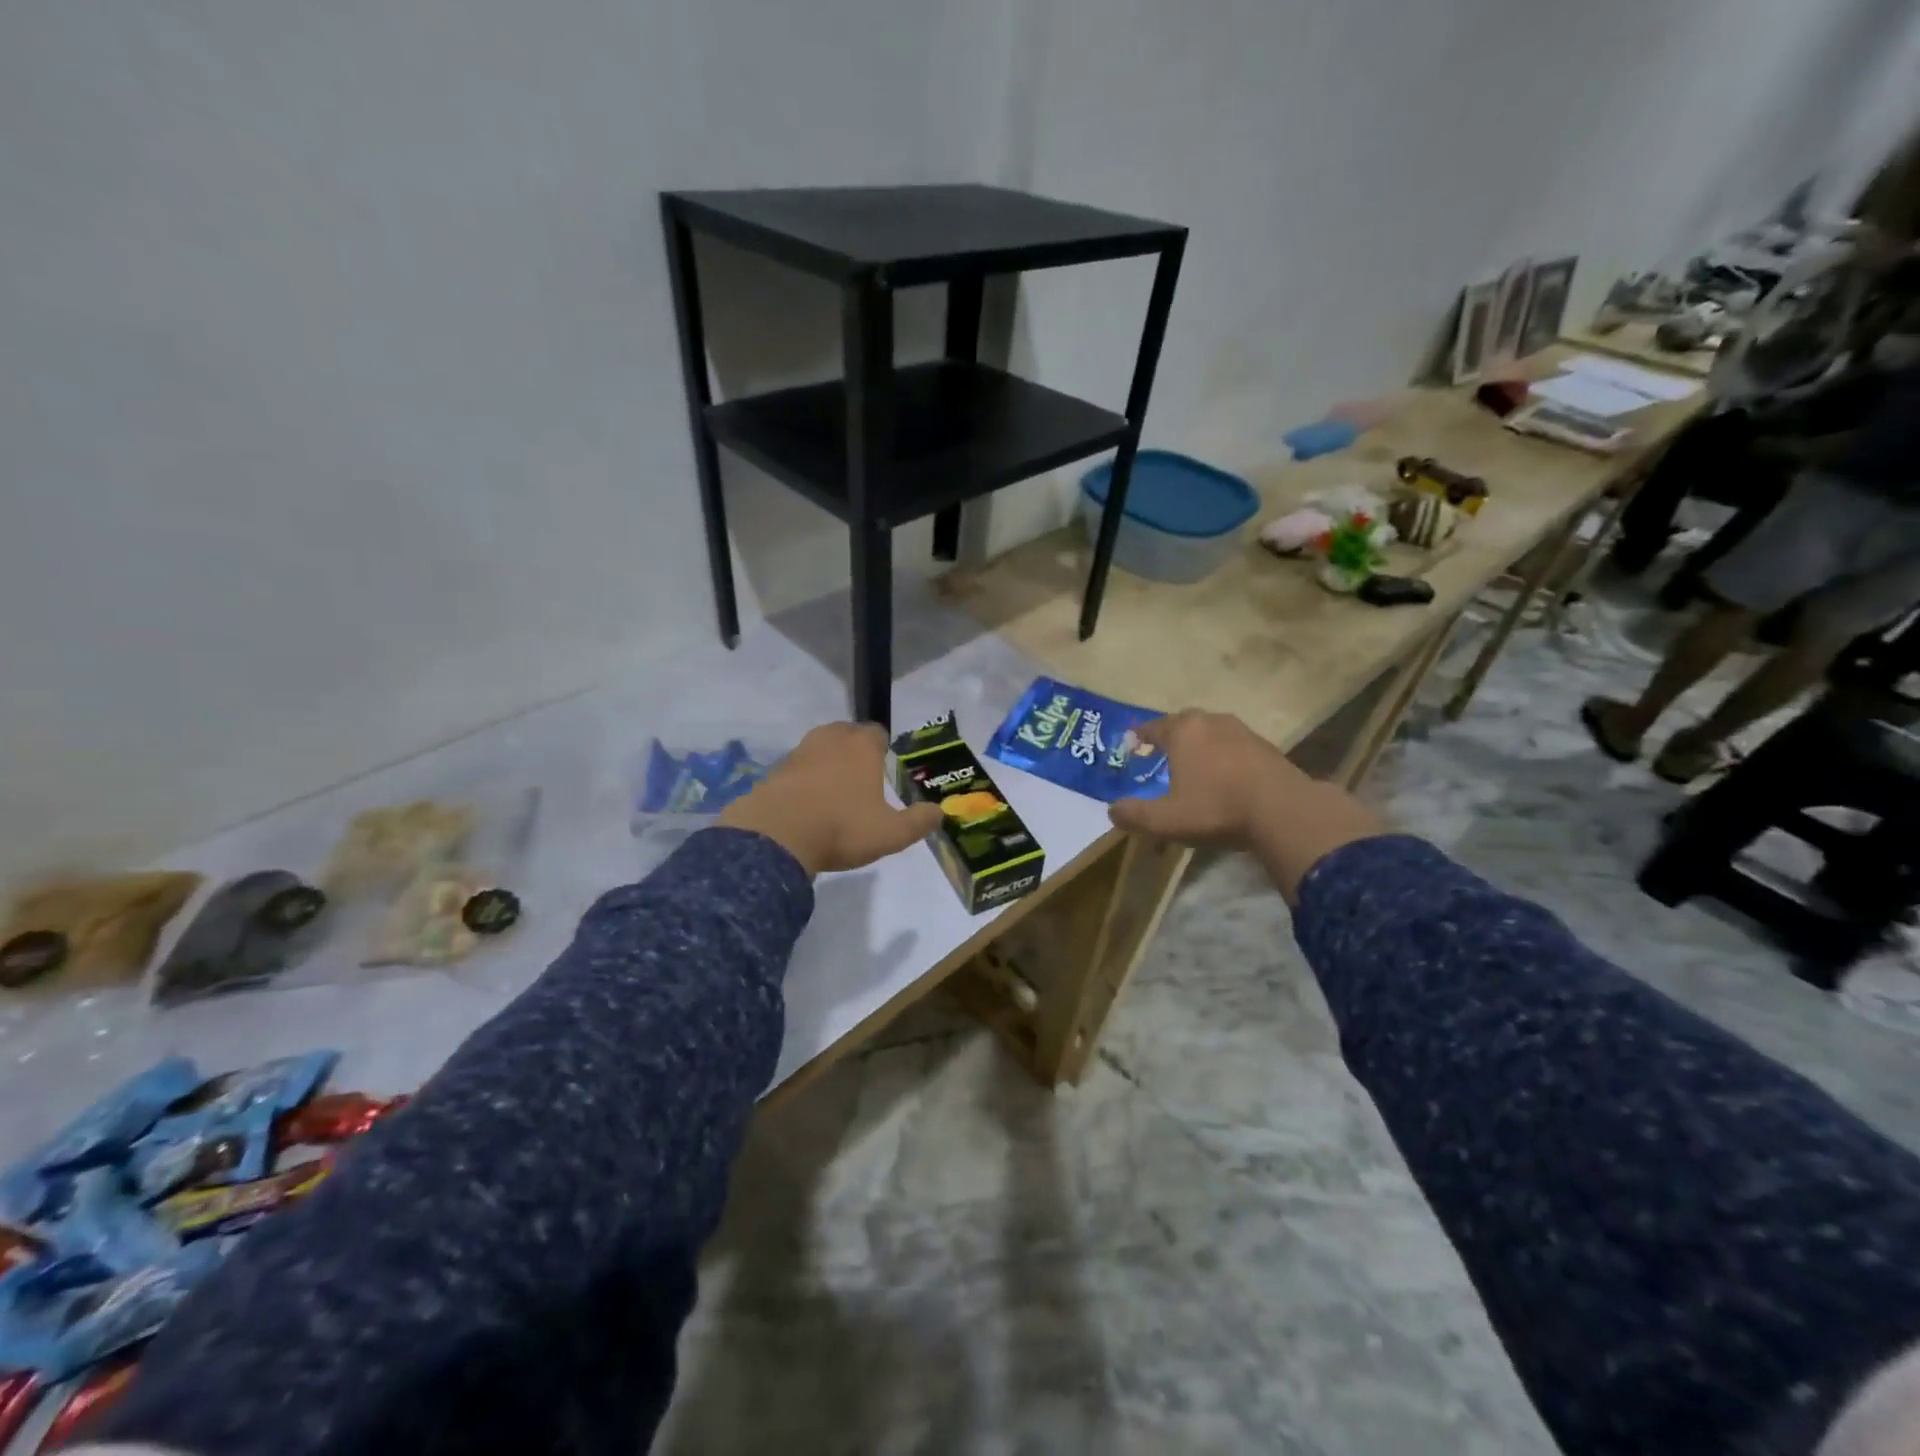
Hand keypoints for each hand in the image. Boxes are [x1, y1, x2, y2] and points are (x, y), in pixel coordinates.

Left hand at [718, 722, 941, 877]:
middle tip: (861, 777)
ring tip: (834, 789)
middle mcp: (831, 739)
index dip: (882, 747)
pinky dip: (805, 778)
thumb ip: (919, 822)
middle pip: (846, 733)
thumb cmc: (842, 828)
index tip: (884, 766)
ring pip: (820, 747)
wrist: (777, 836)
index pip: (877, 732)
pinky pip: (798, 767)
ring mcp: (799, 751)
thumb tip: (939, 812)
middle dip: (854, 749)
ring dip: (828, 761)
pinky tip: (808, 802)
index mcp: (862, 746)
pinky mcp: (775, 769)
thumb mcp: (891, 833)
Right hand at [1108, 711, 1383, 900]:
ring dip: (1199, 745)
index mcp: (1183, 731)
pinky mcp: (1265, 746)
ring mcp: (1242, 731)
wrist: (1283, 811)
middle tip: (1161, 752)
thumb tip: (1113, 811)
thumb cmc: (1216, 808)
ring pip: (1211, 731)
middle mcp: (1211, 722)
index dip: (1140, 736)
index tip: (1132, 744)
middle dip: (1170, 736)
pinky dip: (1222, 755)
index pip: (1153, 727)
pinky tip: (1224, 775)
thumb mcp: (1166, 820)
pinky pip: (1233, 745)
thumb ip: (1135, 815)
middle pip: (1183, 723)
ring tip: (1193, 764)